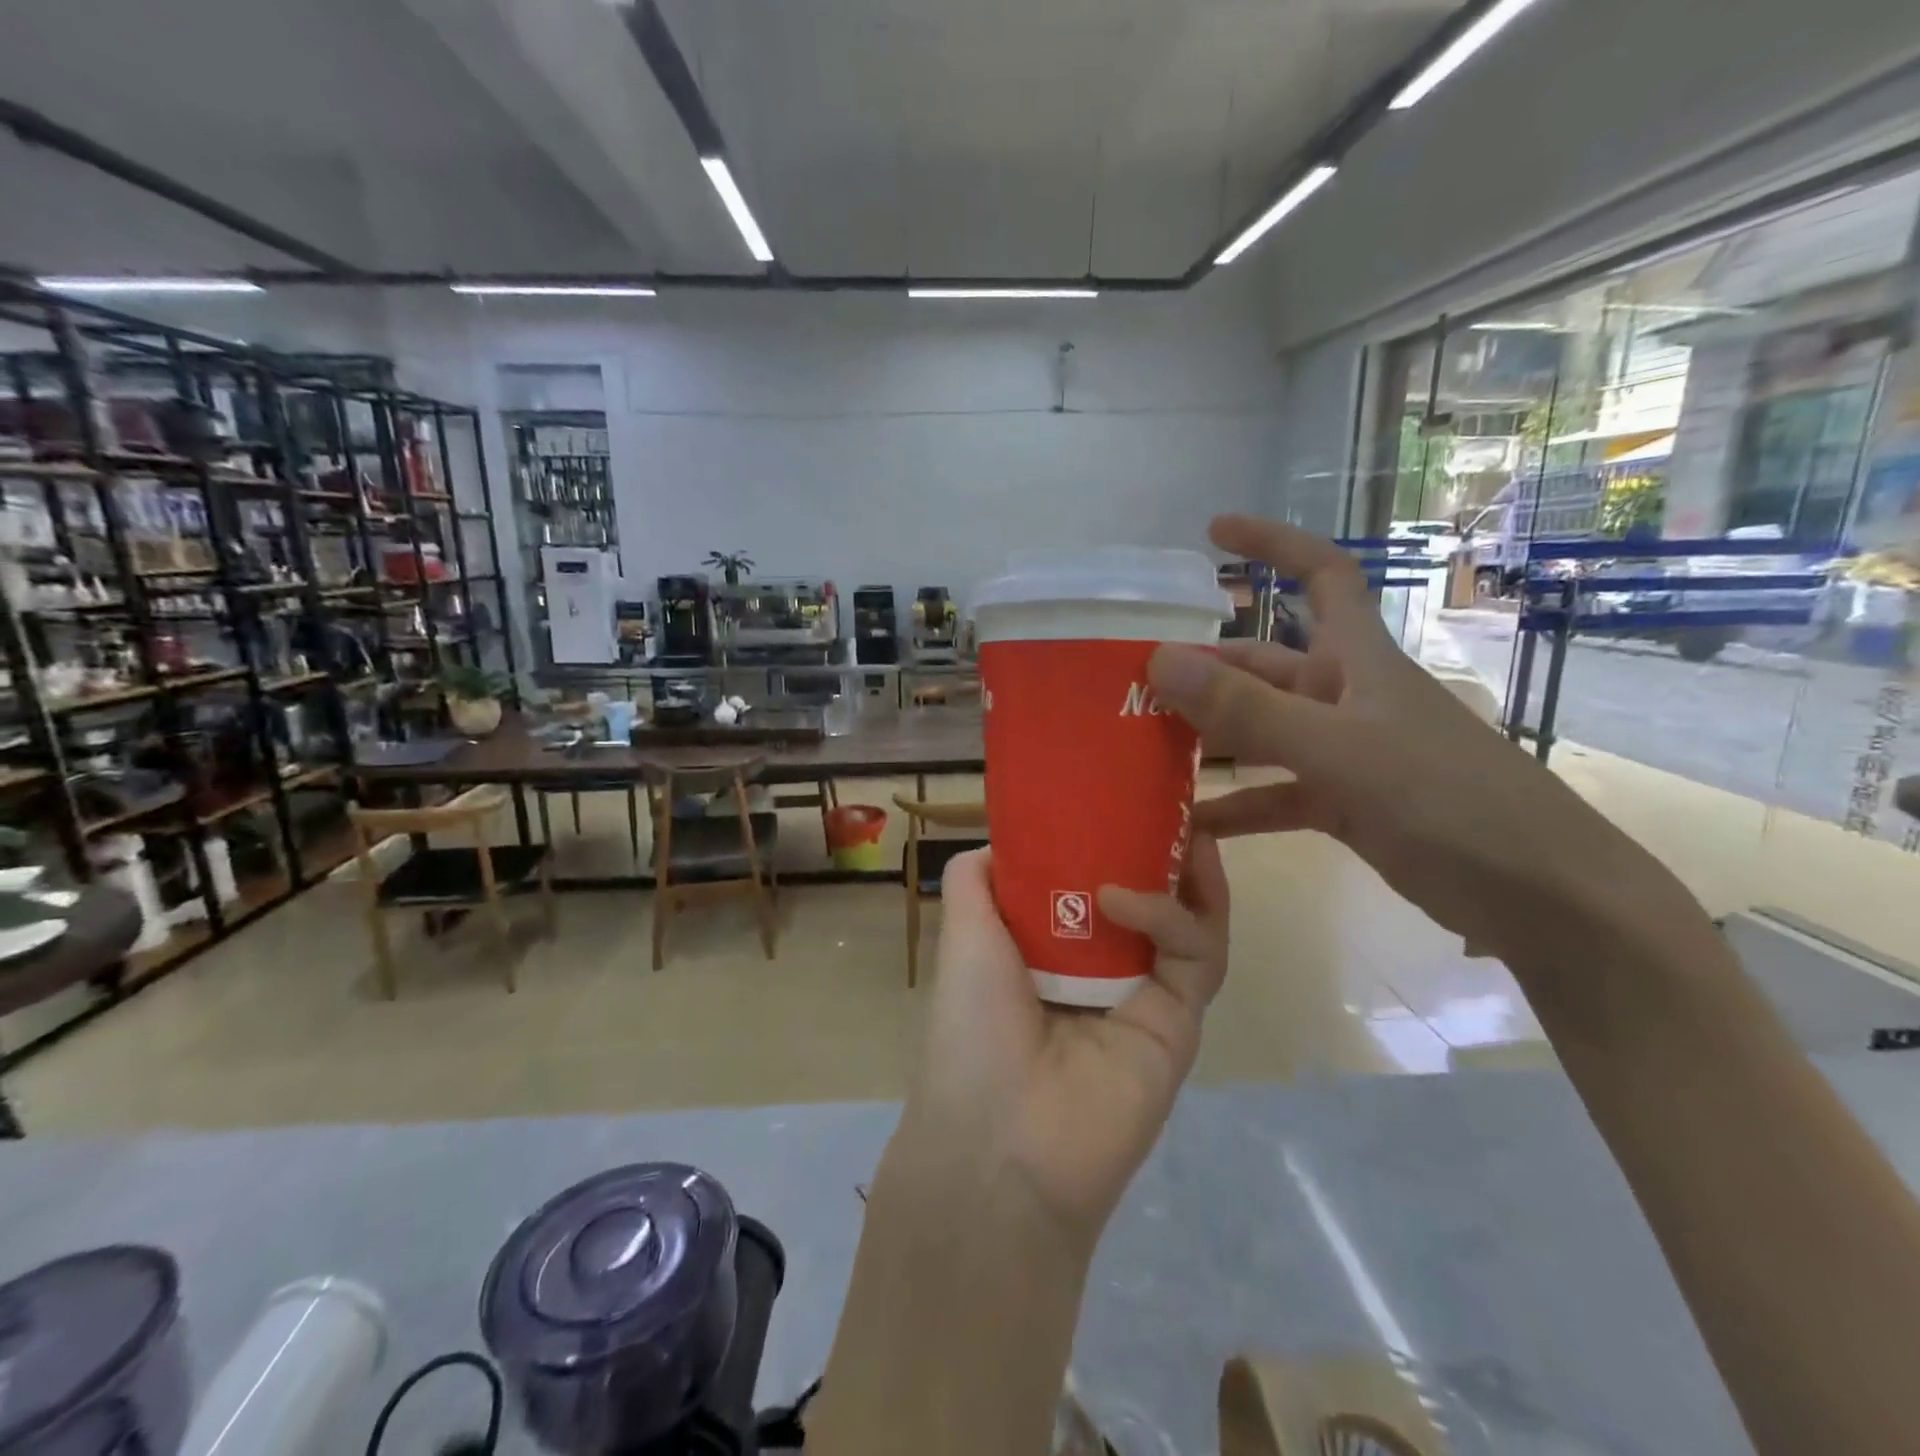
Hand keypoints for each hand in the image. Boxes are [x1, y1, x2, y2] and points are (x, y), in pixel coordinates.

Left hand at [888, 840, 1230, 1249]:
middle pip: (1147, 892)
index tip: (1116, 793)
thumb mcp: (963, 937)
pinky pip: (1195, 954)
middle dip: (1161, 847)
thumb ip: (977, 880)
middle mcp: (1101, 964)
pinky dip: (1172, 917)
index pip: (1090, 878)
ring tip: (1181, 827)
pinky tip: (1129, 896)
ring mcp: (1144, 992)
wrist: (1002, 1140)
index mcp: (1050, 946)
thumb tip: (1003, 839)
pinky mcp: (1180, 1020)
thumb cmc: (972, 1027)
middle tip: (1167, 800)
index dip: (1106, 837)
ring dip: (1186, 872)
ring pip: (1185, 919)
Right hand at [1145, 514, 1692, 966]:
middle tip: (1135, 686)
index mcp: (1358, 661)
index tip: (1214, 532)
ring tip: (1144, 750)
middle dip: (1205, 669)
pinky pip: (1275, 795)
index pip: (1320, 575)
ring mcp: (1345, 753)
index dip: (1272, 543)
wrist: (1540, 897)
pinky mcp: (1346, 805)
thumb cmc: (1448, 802)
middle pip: (1264, 666)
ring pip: (1262, 732)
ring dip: (1211, 740)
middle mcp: (1347, 697)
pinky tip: (1189, 823)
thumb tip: (1159, 659)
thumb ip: (1247, 710)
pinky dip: (1236, 806)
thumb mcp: (1338, 750)